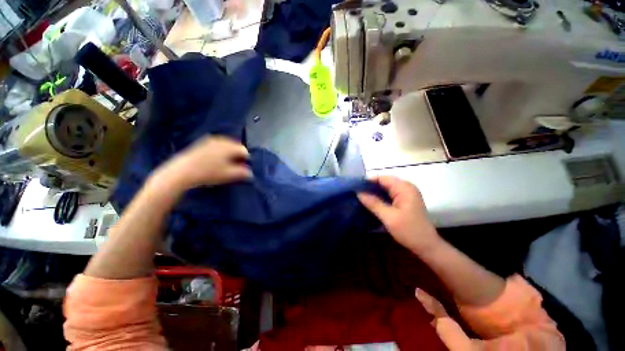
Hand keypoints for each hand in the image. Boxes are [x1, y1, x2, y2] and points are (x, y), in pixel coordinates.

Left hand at [155, 136, 251, 190]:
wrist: (182, 171)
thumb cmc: (208, 173)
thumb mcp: (229, 175)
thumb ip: (243, 173)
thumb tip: (251, 173)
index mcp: (230, 146)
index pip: (245, 151)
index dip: (247, 161)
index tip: (244, 169)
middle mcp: (222, 140)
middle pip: (236, 147)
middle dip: (238, 157)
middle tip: (236, 167)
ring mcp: (211, 140)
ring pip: (227, 146)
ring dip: (229, 155)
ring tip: (226, 165)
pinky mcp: (202, 143)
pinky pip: (217, 146)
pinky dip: (220, 152)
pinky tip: (216, 161)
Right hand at [357, 176, 439, 253]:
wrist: (427, 246)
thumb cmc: (409, 231)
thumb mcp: (388, 217)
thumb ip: (373, 203)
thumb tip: (358, 192)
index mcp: (404, 188)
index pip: (382, 178)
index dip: (368, 182)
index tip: (355, 188)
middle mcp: (406, 187)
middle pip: (384, 182)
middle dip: (370, 187)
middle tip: (356, 194)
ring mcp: (407, 194)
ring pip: (386, 188)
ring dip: (375, 193)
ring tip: (361, 198)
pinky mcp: (406, 201)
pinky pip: (390, 194)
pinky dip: (381, 197)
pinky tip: (372, 203)